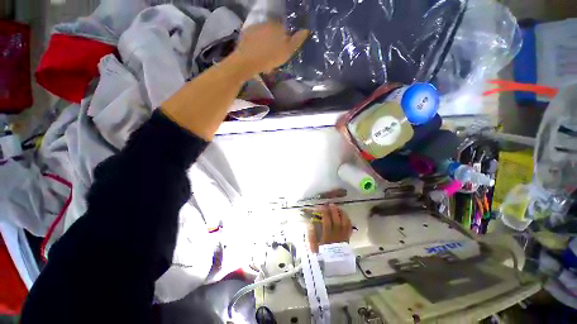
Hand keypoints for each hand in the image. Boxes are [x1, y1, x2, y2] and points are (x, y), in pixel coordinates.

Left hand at [233, 22, 308, 73]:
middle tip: (274, 55)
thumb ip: (296, 41)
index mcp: (278, 27)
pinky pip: (254, 38)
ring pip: (263, 35)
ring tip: (264, 56)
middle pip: (273, 32)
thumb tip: (306, 30)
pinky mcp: (245, 34)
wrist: (248, 61)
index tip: (283, 52)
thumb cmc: (270, 57)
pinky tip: (256, 54)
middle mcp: (266, 24)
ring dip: (265, 42)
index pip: (285, 31)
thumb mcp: (287, 52)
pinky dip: (256, 44)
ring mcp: (255, 28)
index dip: (285, 41)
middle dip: (275, 41)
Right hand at [308, 204, 352, 252]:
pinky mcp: (347, 239)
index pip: (326, 222)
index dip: (324, 213)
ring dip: (341, 214)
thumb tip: (311, 223)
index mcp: (327, 238)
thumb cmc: (320, 254)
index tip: (320, 206)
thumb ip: (311, 235)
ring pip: (345, 223)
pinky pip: (349, 228)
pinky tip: (344, 215)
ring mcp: (343, 238)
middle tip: (330, 204)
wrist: (331, 264)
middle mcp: (336, 237)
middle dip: (334, 211)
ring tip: (337, 207)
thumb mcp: (312, 246)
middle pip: (337, 221)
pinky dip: (347, 220)